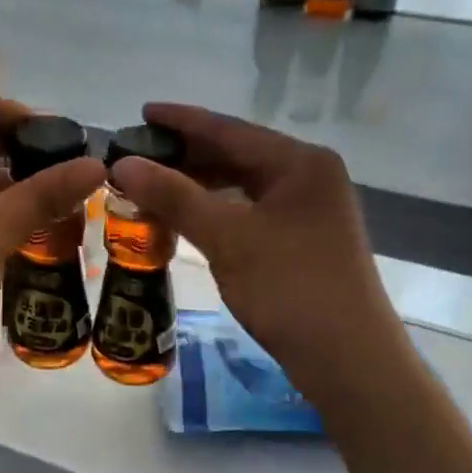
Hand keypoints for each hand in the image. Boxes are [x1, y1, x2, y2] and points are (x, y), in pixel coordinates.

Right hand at [107, 102, 402, 404]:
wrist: (348, 359)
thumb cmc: (289, 288)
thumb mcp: (228, 238)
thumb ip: (175, 196)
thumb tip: (123, 164)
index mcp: (299, 162)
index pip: (230, 129)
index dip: (182, 121)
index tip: (142, 113)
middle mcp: (308, 176)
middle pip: (237, 154)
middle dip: (187, 155)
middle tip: (138, 155)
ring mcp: (309, 210)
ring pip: (243, 185)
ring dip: (198, 185)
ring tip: (152, 185)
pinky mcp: (303, 239)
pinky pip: (249, 211)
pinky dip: (216, 210)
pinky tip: (186, 218)